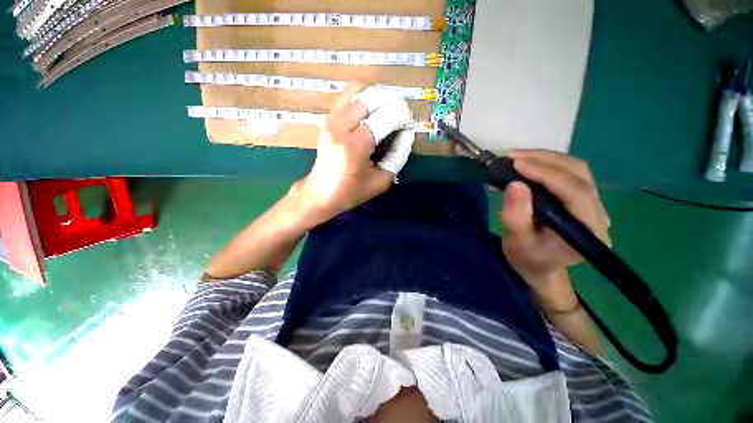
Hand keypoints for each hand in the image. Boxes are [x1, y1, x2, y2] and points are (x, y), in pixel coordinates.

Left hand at [295, 83, 413, 223]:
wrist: (320, 193)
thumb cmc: (351, 191)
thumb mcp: (381, 181)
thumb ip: (398, 156)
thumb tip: (406, 134)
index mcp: (354, 146)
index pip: (385, 116)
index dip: (402, 116)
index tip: (408, 125)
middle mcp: (340, 126)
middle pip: (372, 97)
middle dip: (392, 102)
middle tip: (400, 117)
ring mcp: (331, 119)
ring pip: (358, 89)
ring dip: (377, 96)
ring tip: (387, 111)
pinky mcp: (328, 119)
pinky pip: (348, 96)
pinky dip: (364, 98)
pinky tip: (372, 112)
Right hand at [499, 150, 610, 308]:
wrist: (539, 265)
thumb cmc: (527, 257)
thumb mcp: (516, 242)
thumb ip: (515, 216)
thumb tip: (514, 184)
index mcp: (588, 231)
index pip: (576, 193)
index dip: (547, 174)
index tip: (516, 163)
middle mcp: (598, 213)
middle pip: (578, 174)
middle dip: (543, 161)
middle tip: (510, 157)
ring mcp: (592, 203)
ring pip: (575, 169)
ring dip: (544, 158)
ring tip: (514, 158)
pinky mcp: (581, 197)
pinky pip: (568, 172)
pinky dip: (545, 163)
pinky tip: (525, 164)